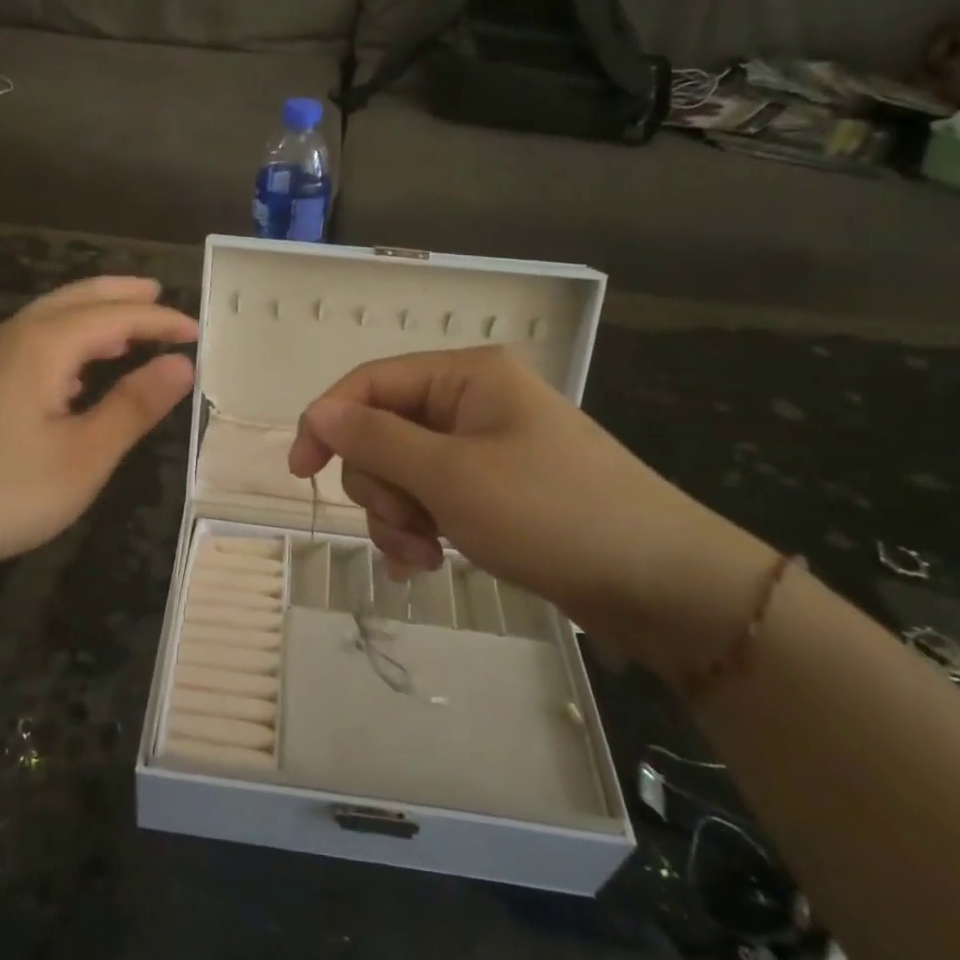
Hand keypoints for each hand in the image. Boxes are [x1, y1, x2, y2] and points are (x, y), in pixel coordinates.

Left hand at [0, 277, 197, 586]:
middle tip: (159, 294)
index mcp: (43, 345)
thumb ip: (133, 406)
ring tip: (127, 327)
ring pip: (50, 317)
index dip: (159, 320)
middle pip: (76, 299)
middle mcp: (13, 336)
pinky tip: (77, 370)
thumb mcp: (83, 456)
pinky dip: (68, 339)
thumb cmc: (1, 492)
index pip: (115, 316)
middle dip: (122, 296)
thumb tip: (181, 364)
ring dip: (92, 314)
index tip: (198, 332)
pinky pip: (33, 340)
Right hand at [288, 346, 776, 680]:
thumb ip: (374, 440)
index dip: (327, 422)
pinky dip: (420, 528)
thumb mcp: (450, 475)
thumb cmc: (550, 512)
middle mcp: (471, 402)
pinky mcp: (494, 490)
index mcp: (465, 376)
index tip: (299, 472)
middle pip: (382, 432)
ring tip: (423, 557)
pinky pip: (431, 498)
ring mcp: (484, 448)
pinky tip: (427, 563)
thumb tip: (317, 412)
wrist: (660, 583)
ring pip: (403, 472)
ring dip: (398, 516)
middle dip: (379, 486)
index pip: (369, 383)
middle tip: (405, 529)